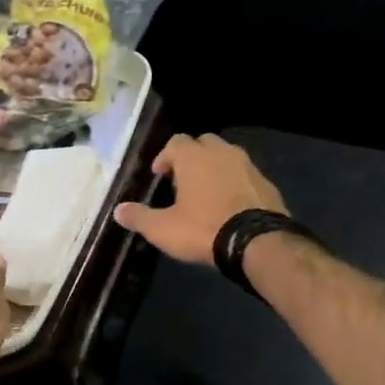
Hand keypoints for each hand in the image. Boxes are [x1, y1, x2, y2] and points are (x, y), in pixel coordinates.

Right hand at [113, 133, 288, 265]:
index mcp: (194, 156)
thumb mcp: (163, 229)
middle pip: (203, 143)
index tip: (159, 175)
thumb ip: (139, 217)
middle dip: (192, 157)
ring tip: (207, 193)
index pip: (176, 142)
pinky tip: (231, 205)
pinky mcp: (267, 183)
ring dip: (215, 168)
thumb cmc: (204, 228)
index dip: (165, 157)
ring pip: (227, 157)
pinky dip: (236, 183)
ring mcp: (248, 165)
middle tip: (183, 180)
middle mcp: (222, 152)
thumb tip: (117, 211)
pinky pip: (245, 175)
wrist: (258, 242)